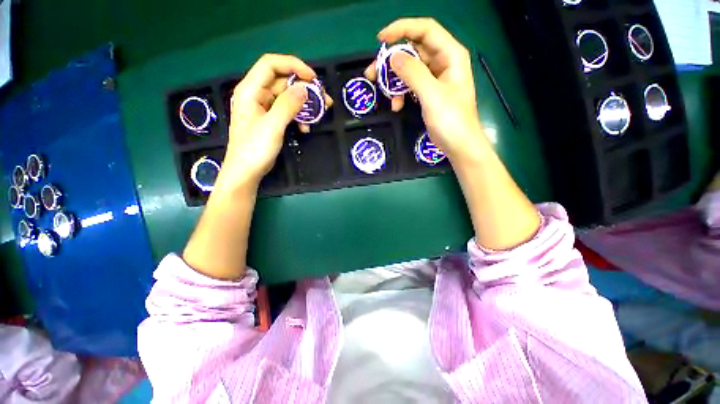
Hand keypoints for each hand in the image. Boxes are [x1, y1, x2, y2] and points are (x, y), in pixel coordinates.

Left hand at [217, 54, 332, 190]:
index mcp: (250, 90)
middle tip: (324, 99)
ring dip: (304, 104)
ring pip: (287, 97)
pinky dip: (298, 116)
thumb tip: (304, 89)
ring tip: (321, 113)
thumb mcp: (273, 126)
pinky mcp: (270, 119)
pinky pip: (286, 111)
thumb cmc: (255, 149)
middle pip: (282, 81)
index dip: (293, 65)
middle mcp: (256, 94)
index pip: (271, 64)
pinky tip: (305, 128)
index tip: (313, 78)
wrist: (246, 171)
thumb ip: (288, 105)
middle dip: (304, 88)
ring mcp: (263, 108)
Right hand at [365, 18, 483, 161]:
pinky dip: (401, 93)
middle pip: (413, 50)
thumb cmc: (451, 120)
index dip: (402, 29)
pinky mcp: (428, 93)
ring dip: (394, 80)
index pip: (425, 30)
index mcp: (450, 55)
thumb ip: (413, 74)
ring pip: (409, 69)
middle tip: (373, 73)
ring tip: (382, 92)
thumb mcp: (432, 95)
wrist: (458, 144)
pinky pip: (410, 85)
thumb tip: (393, 58)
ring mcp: (435, 78)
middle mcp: (443, 62)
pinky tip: (396, 105)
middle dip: (392, 60)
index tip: (381, 39)